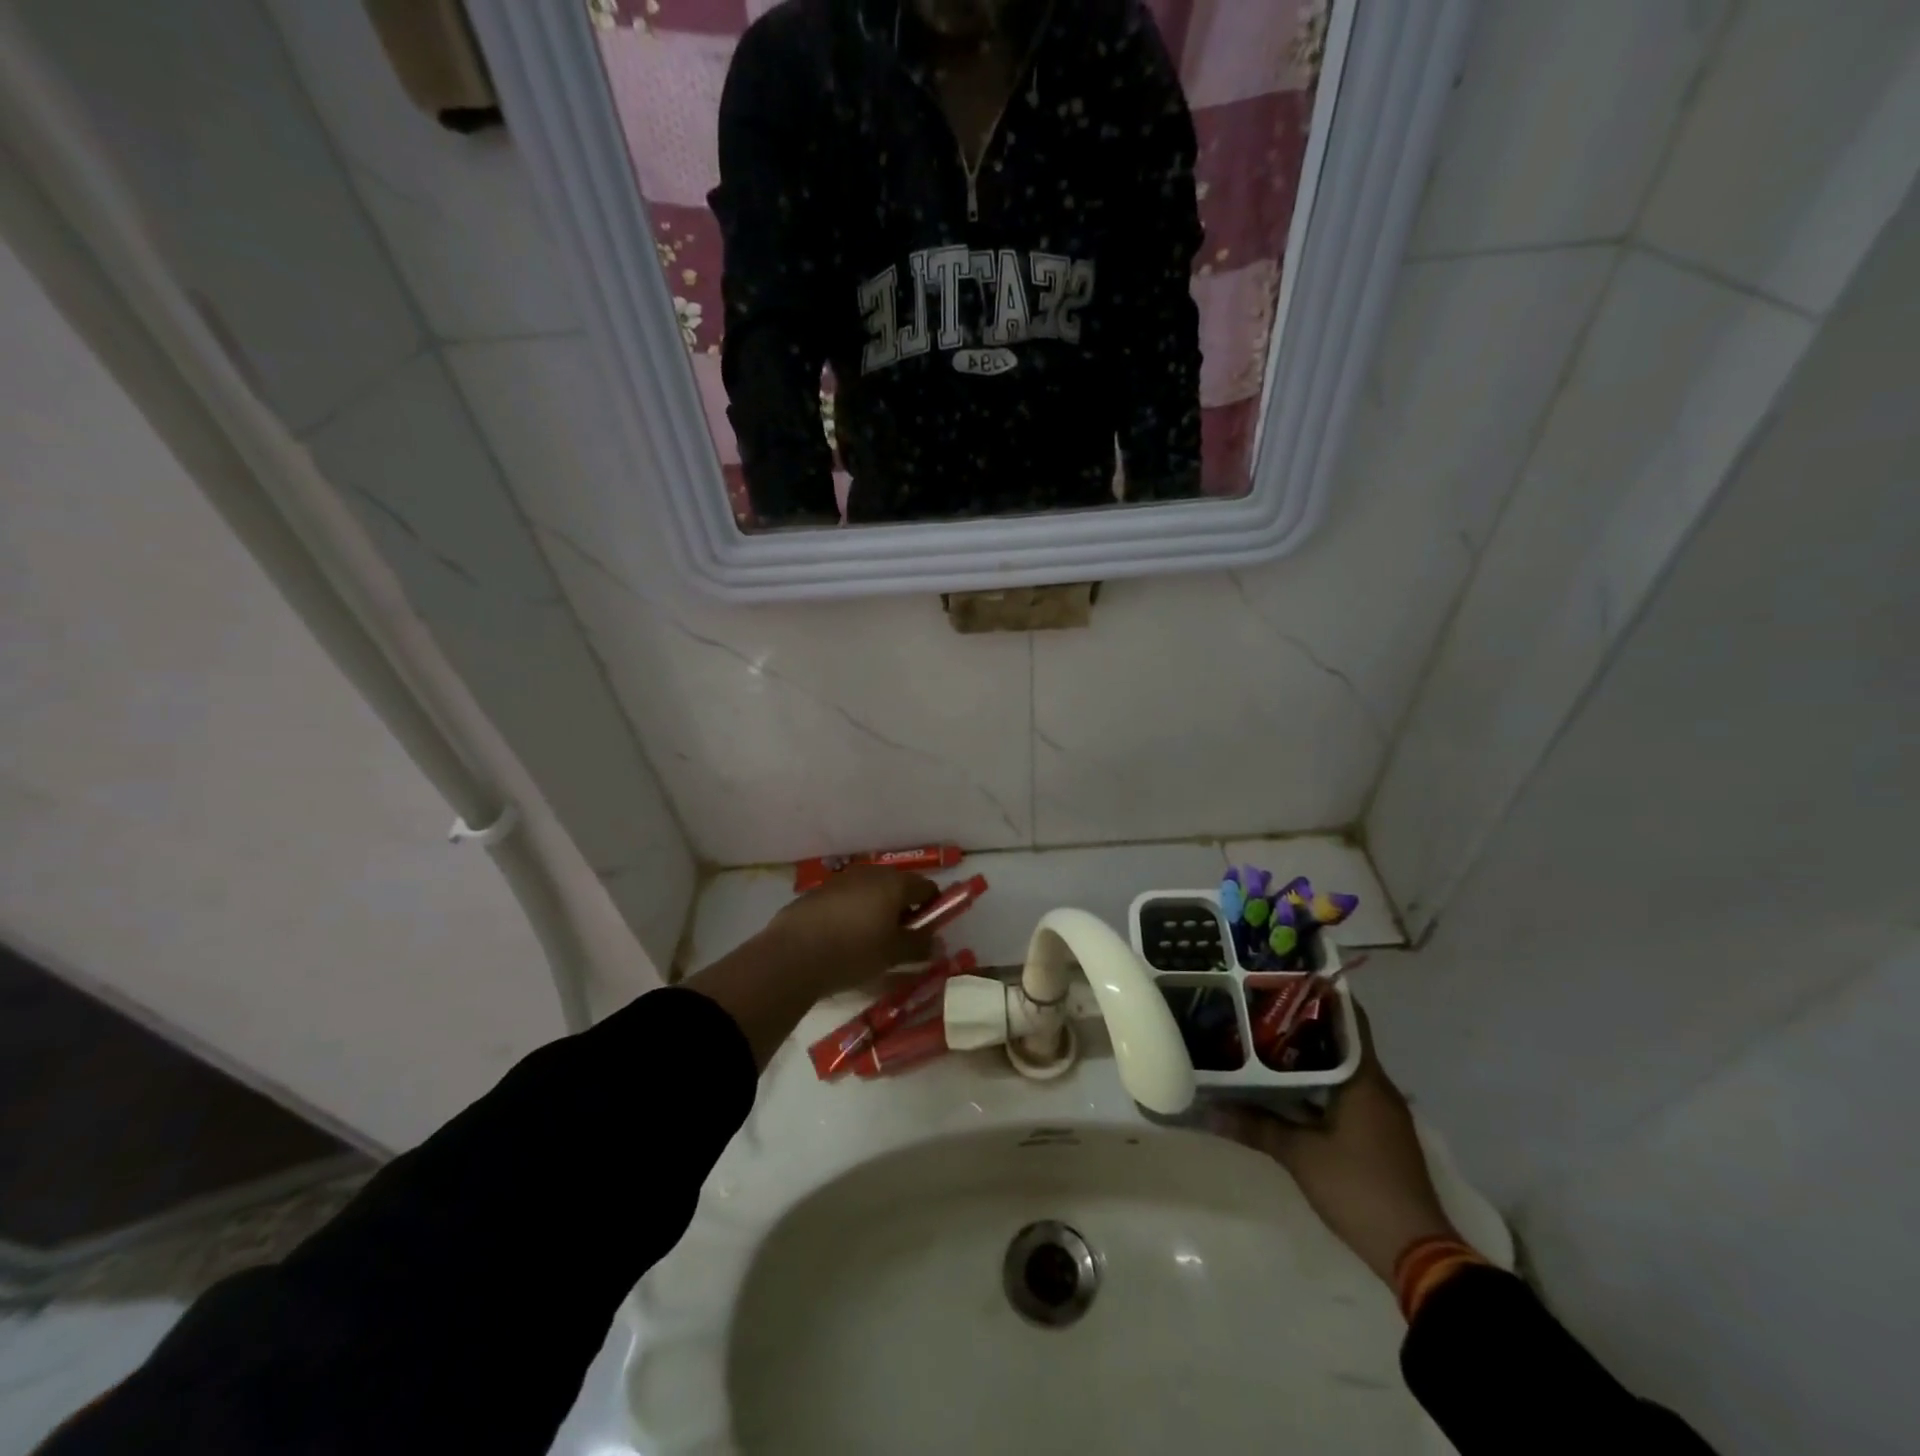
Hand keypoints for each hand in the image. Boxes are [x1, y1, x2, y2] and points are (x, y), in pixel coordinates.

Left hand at [761, 866, 938, 996]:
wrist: (793, 954)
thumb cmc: (854, 951)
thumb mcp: (893, 954)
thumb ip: (919, 946)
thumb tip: (937, 943)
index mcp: (895, 883)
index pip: (927, 887)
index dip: (933, 908)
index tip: (927, 933)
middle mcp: (871, 873)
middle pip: (898, 887)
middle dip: (904, 910)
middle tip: (900, 940)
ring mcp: (843, 879)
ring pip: (871, 892)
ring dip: (878, 911)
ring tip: (871, 941)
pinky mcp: (819, 891)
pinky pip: (848, 898)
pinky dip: (854, 913)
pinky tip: (844, 938)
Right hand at [1207, 1006, 1460, 1283]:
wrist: (1416, 1253)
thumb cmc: (1359, 1189)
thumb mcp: (1300, 1155)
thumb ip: (1255, 1126)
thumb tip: (1207, 1109)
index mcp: (1365, 1080)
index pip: (1348, 1018)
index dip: (1320, 994)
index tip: (1284, 977)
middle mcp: (1377, 1087)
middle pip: (1341, 1041)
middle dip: (1303, 1023)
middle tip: (1259, 1005)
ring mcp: (1380, 1113)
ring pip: (1341, 1068)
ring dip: (1309, 1055)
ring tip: (1263, 1038)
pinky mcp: (1377, 1134)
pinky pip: (1344, 1092)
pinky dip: (1317, 1083)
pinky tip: (1284, 1085)